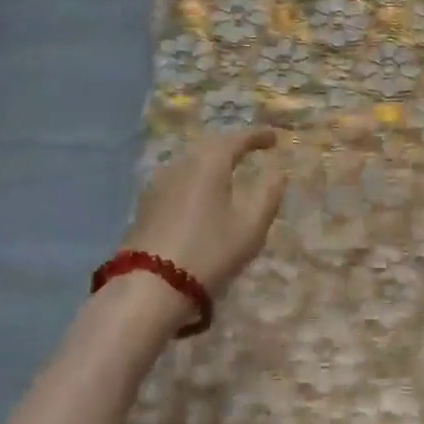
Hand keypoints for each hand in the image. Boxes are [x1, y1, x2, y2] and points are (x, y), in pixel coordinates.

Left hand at [123, 129, 283, 299]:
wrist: (148, 288)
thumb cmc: (208, 253)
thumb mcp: (250, 228)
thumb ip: (268, 195)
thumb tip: (277, 173)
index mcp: (209, 162)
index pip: (237, 139)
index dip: (257, 136)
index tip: (274, 138)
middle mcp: (182, 163)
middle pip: (211, 145)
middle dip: (232, 145)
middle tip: (250, 149)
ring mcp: (159, 181)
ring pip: (191, 160)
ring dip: (211, 161)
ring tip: (227, 171)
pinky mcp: (146, 203)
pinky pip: (178, 177)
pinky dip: (195, 177)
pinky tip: (199, 193)